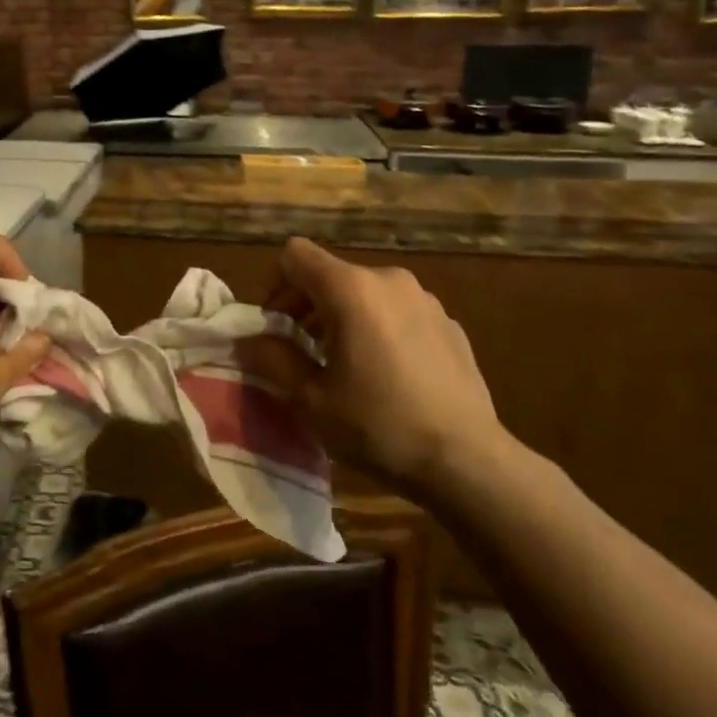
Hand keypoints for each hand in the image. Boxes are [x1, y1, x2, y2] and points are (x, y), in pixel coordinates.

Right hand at [250, 238, 513, 496]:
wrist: (468, 461)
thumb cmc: (379, 426)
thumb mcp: (310, 398)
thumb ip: (273, 358)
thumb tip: (248, 339)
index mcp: (351, 289)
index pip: (295, 255)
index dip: (275, 285)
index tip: (275, 327)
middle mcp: (389, 280)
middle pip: (330, 274)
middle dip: (306, 306)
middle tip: (300, 352)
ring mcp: (425, 299)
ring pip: (365, 293)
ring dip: (342, 318)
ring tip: (343, 365)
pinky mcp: (449, 323)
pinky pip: (398, 312)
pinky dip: (379, 329)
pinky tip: (387, 376)